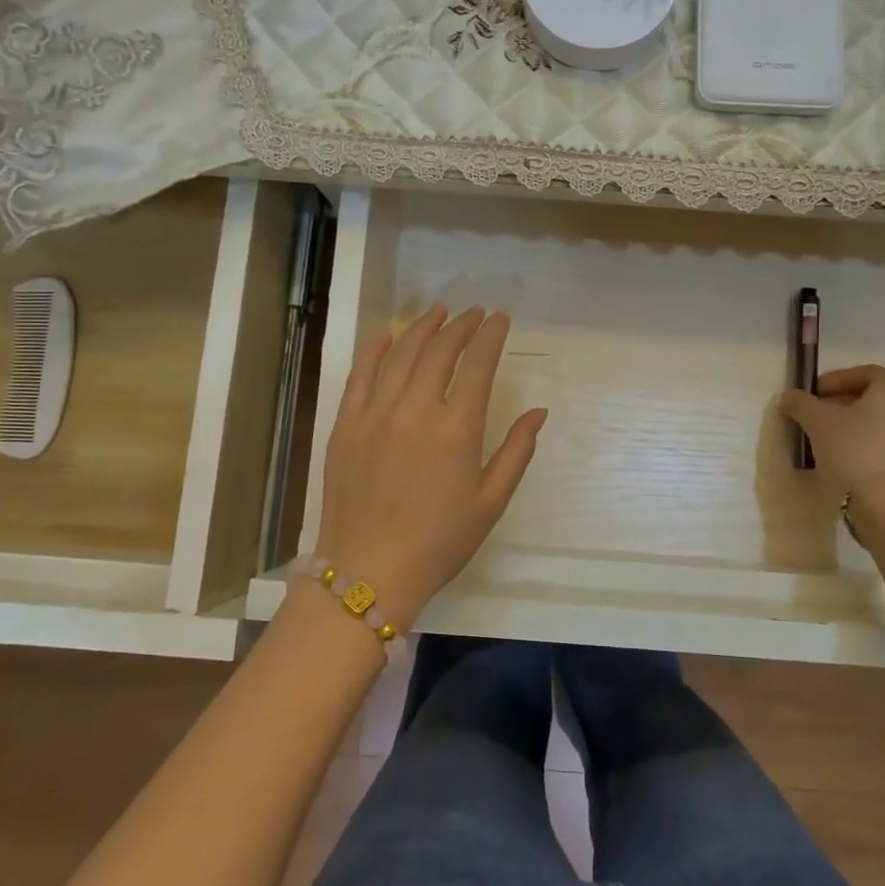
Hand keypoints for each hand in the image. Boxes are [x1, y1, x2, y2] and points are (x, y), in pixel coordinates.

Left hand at [313, 305, 546, 624]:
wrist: (369, 572)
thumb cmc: (439, 542)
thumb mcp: (490, 501)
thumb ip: (516, 451)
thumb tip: (538, 412)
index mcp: (456, 429)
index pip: (477, 365)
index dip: (490, 336)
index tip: (500, 318)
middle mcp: (415, 409)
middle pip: (439, 350)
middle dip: (460, 325)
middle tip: (473, 313)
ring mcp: (375, 413)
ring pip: (401, 354)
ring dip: (422, 328)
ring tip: (438, 313)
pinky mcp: (346, 424)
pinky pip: (360, 375)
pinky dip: (376, 350)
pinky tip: (387, 336)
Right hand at [779, 364, 884, 503]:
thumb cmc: (852, 450)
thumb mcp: (816, 421)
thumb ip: (800, 403)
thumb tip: (788, 396)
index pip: (867, 373)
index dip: (838, 379)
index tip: (815, 393)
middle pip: (877, 399)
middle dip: (846, 404)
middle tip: (820, 417)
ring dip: (861, 428)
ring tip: (834, 443)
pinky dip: (873, 450)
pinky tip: (852, 465)